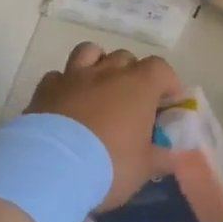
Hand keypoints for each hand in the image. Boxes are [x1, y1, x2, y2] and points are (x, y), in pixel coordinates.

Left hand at [27, 42, 181, 210]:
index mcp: (139, 86)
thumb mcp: (144, 168)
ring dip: (99, 65)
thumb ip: (163, 158)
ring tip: (100, 89)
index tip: (167, 105)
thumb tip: (178, 157)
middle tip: (134, 102)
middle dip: (133, 75)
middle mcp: (107, 73)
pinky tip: (67, 104)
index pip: (161, 68)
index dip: (168, 83)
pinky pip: (58, 76)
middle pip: (126, 58)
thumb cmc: (109, 165)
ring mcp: (73, 77)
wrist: (50, 169)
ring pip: (89, 52)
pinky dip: (66, 85)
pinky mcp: (44, 90)